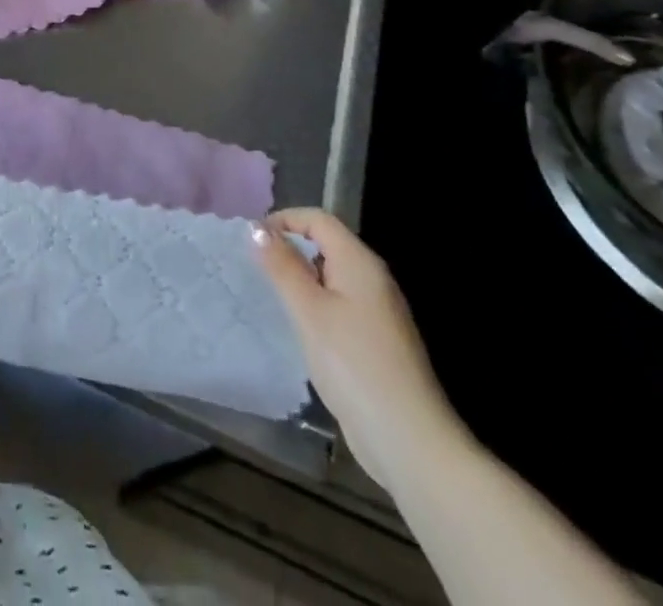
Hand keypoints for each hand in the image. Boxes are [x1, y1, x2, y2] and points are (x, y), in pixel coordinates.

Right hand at [254, 208, 463, 487]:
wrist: (410, 442)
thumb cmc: (355, 365)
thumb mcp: (309, 311)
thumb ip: (282, 266)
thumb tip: (257, 228)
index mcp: (360, 263)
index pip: (319, 219)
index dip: (284, 220)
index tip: (252, 240)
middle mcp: (373, 279)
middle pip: (327, 245)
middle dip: (290, 249)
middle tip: (256, 268)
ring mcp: (378, 312)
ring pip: (331, 277)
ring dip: (301, 279)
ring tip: (271, 297)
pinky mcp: (376, 341)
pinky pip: (339, 305)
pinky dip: (315, 305)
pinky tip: (299, 329)